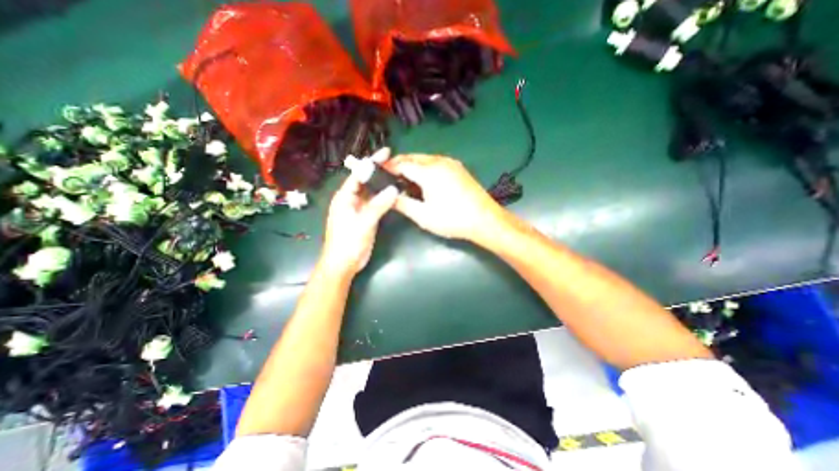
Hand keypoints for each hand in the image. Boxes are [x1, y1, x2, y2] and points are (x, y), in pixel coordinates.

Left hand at [322, 151, 398, 275]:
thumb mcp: (363, 222)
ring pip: (372, 192)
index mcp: (344, 197)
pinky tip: (394, 194)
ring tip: (398, 175)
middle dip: (379, 171)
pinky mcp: (366, 217)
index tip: (386, 152)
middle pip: (366, 181)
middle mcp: (351, 199)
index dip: (371, 162)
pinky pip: (376, 203)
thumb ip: (378, 205)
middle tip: (396, 163)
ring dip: (383, 184)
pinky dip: (384, 198)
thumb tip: (394, 189)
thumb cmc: (347, 242)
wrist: (344, 264)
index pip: (358, 174)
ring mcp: (359, 209)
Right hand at [384, 155, 506, 241]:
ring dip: (412, 165)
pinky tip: (423, 179)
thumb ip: (402, 204)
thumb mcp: (423, 216)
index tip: (378, 173)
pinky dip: (424, 167)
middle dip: (399, 164)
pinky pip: (436, 162)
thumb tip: (388, 196)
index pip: (402, 164)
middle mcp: (439, 161)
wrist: (485, 219)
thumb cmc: (452, 219)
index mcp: (428, 171)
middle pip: (413, 158)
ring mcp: (451, 163)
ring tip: (403, 179)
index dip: (388, 168)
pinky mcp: (458, 168)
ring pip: (424, 159)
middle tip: (389, 176)